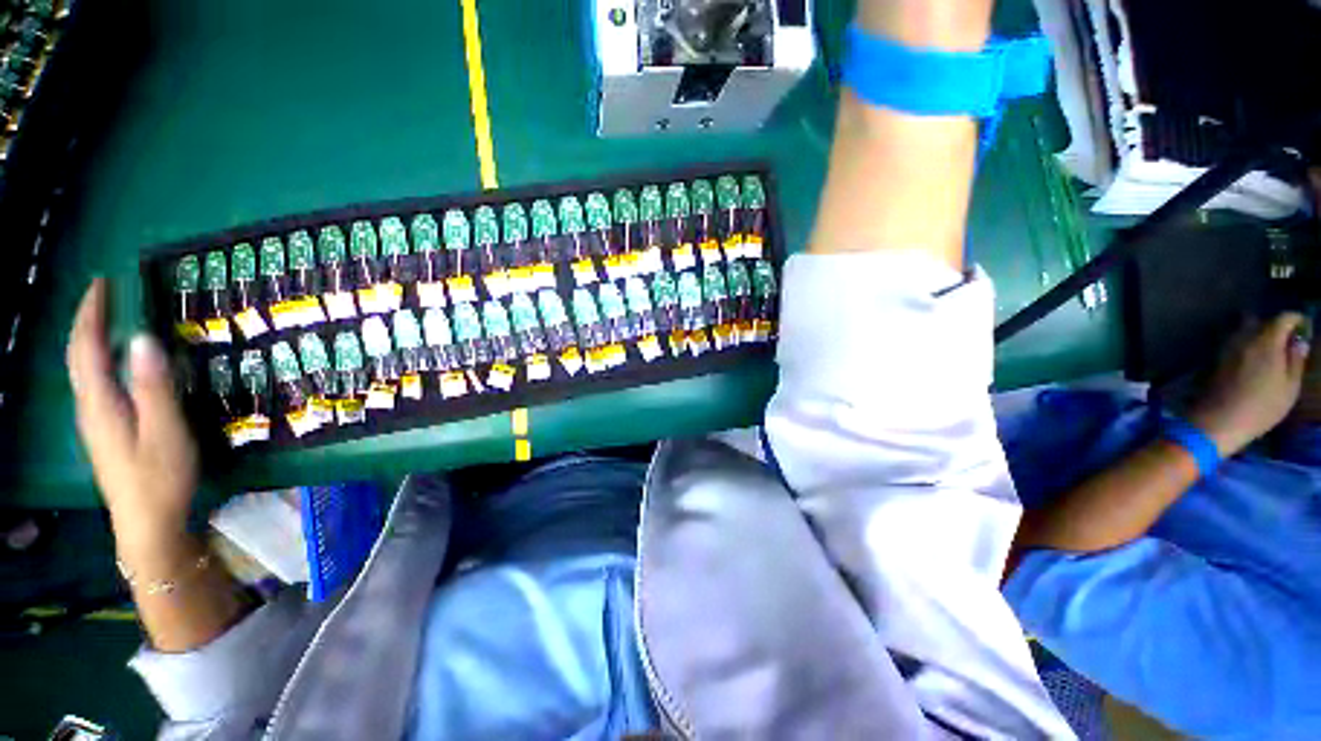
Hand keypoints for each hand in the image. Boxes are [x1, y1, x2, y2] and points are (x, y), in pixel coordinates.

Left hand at [67, 279, 197, 558]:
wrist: (147, 523)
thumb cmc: (159, 477)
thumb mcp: (165, 431)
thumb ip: (154, 387)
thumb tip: (143, 339)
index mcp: (100, 403)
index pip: (86, 348)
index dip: (91, 313)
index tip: (103, 283)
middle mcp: (90, 407)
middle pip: (80, 356)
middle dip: (89, 321)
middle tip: (107, 294)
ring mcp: (96, 421)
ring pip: (86, 371)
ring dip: (94, 339)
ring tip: (112, 319)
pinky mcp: (107, 431)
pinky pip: (97, 384)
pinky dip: (102, 361)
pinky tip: (118, 363)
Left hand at [1189, 313, 1310, 455]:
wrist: (1217, 421)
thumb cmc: (1260, 408)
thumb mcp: (1289, 388)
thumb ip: (1295, 361)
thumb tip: (1300, 343)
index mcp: (1265, 342)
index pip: (1282, 318)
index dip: (1295, 319)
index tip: (1304, 326)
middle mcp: (1243, 338)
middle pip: (1258, 320)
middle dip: (1273, 324)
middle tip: (1284, 339)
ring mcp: (1225, 348)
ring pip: (1241, 329)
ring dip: (1255, 333)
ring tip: (1268, 349)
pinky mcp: (1213, 358)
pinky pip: (1231, 342)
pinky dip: (1243, 344)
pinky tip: (1250, 358)